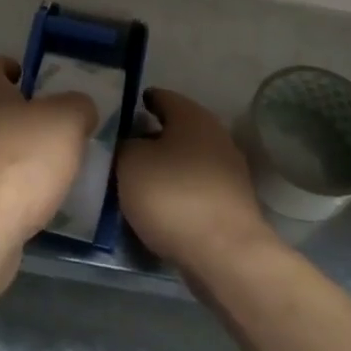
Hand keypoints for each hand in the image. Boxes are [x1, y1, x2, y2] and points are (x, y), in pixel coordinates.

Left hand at [0, 54, 97, 269]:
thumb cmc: (20, 162)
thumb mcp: (65, 122)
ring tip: (47, 169)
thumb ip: (77, 107)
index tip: (25, 77)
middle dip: (16, 115)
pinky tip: (31, 202)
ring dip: (12, 153)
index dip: (3, 65)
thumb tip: (78, 108)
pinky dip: (7, 187)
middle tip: (51, 127)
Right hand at [117, 88, 272, 271]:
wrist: (225, 254)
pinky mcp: (233, 203)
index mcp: (192, 116)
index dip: (138, 103)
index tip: (117, 115)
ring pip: (187, 160)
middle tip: (121, 150)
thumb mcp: (129, 162)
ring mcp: (229, 171)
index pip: (161, 96)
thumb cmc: (173, 196)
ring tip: (136, 181)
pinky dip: (178, 192)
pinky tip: (159, 206)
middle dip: (150, 137)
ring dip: (164, 167)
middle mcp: (216, 135)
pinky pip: (196, 188)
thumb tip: (130, 143)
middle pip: (176, 129)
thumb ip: (124, 144)